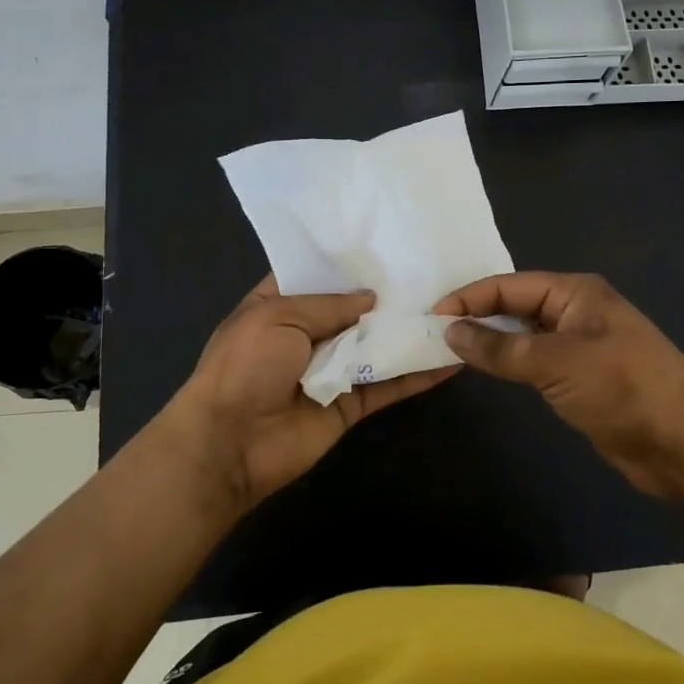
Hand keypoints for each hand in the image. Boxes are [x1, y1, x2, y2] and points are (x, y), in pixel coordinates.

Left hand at [165, 275, 457, 510]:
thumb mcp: (278, 317)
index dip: (348, 261)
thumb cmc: (245, 366)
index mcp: (280, 304)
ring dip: (408, 331)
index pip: (318, 275)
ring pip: (378, 345)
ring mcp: (332, 369)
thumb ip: (328, 305)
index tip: (388, 240)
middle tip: (433, 267)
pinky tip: (450, 359)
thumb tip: (371, 298)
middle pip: (354, 308)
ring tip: (453, 307)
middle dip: (387, 292)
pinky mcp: (351, 403)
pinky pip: (389, 385)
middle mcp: (308, 333)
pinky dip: (417, 374)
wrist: (231, 443)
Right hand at [437, 272, 683, 507]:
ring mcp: (580, 345)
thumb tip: (451, 331)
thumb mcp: (557, 362)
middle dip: (478, 316)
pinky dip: (510, 363)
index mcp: (575, 292)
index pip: (509, 286)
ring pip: (524, 334)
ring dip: (492, 340)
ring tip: (450, 349)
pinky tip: (487, 370)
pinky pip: (535, 361)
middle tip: (434, 332)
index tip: (432, 316)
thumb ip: (501, 347)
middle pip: (516, 305)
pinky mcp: (582, 378)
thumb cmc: (623, 388)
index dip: (470, 298)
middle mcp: (577, 311)